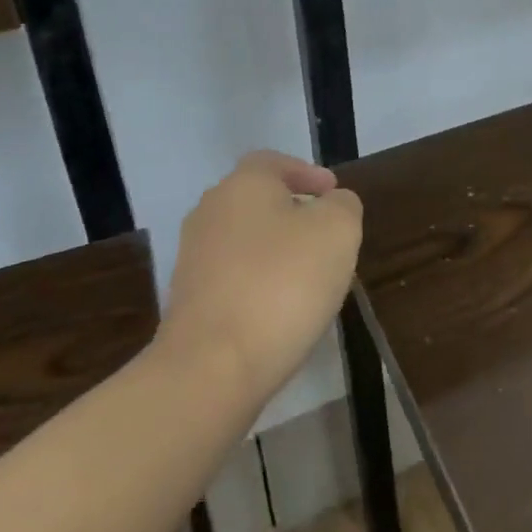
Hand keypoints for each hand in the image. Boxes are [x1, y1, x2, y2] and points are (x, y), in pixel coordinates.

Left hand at [161, 152, 362, 402]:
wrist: (211, 369)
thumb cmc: (282, 284)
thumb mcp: (338, 231)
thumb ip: (343, 205)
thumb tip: (334, 204)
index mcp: (242, 185)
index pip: (272, 162)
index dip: (306, 173)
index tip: (332, 194)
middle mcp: (210, 213)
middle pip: (257, 201)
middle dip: (293, 213)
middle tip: (327, 235)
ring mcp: (193, 259)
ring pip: (245, 241)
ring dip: (277, 251)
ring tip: (311, 276)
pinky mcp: (188, 302)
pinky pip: (233, 278)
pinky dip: (259, 284)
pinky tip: (283, 310)